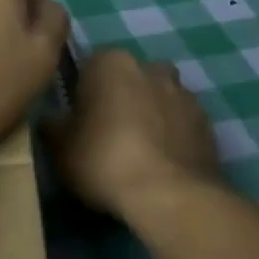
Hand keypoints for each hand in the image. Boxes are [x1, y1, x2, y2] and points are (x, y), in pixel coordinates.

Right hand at [51, 49, 221, 221]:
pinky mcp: (208, 124)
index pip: (90, 65)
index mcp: (111, 62)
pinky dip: (172, 136)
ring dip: (149, 114)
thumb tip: (51, 119)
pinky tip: (161, 164)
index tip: (78, 118)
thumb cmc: (104, 160)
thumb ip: (52, 125)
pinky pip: (181, 123)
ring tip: (138, 151)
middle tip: (106, 133)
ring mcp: (184, 94)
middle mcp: (150, 67)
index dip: (83, 91)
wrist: (170, 196)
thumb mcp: (59, 147)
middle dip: (120, 97)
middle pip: (129, 78)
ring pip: (159, 98)